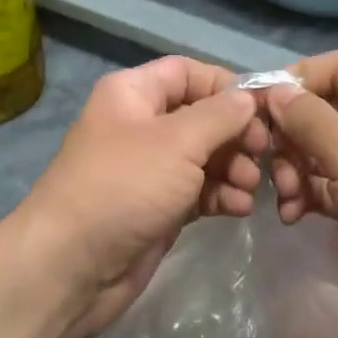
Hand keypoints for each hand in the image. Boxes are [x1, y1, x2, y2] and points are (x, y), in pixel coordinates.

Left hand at [21, 56, 269, 337]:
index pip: (188, 73)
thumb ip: (221, 115)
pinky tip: (239, 209)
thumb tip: (249, 98)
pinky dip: (222, 196)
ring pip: (206, 158)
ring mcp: (151, 170)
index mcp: (133, 94)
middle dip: (237, 135)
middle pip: (203, 117)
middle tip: (263, 155)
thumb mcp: (178, 141)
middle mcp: (142, 126)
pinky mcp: (160, 208)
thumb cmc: (125, 187)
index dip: (226, 87)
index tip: (264, 109)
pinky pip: (200, 192)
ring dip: (235, 169)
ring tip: (249, 187)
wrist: (74, 265)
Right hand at [265, 51, 337, 337]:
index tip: (256, 108)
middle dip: (292, 138)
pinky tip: (292, 216)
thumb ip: (309, 120)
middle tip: (270, 167)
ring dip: (295, 171)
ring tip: (286, 199)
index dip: (296, 82)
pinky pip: (329, 184)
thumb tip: (274, 90)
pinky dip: (308, 195)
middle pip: (325, 110)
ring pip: (322, 150)